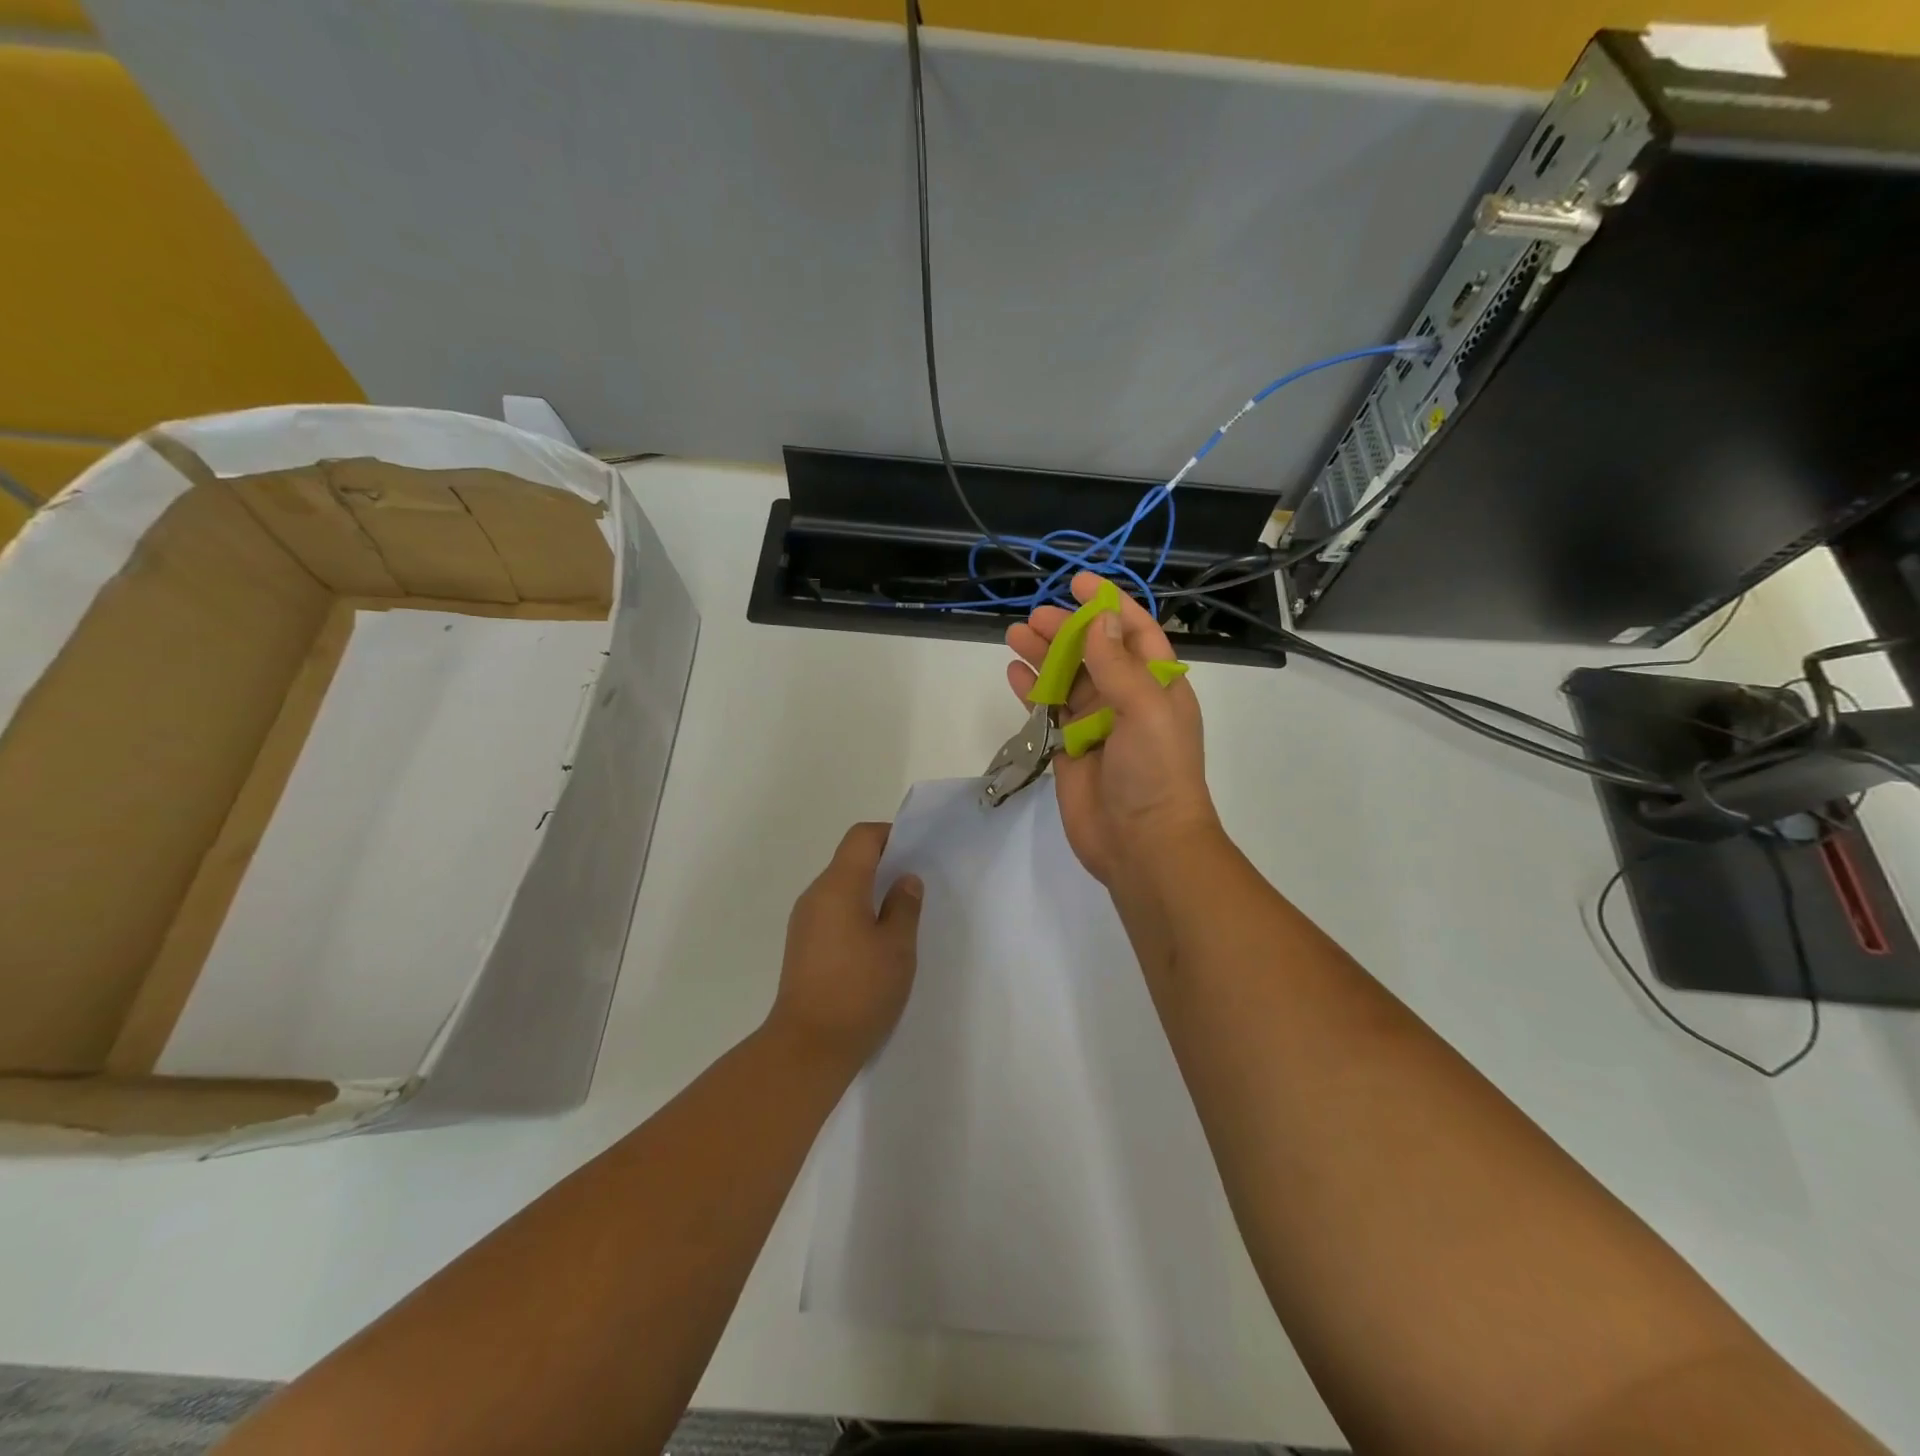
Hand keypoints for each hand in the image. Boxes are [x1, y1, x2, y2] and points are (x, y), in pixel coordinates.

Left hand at [768, 822, 922, 1068]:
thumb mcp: (897, 947)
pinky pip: (832, 913)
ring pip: (840, 888)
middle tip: (915, 888)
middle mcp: (815, 895)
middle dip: (883, 865)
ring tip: (899, 919)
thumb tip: (904, 879)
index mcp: (838, 886)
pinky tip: (875, 945)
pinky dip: (855, 914)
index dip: (890, 836)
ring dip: (869, 893)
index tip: (916, 853)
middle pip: (849, 861)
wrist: (808, 1047)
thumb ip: (904, 906)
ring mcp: (804, 922)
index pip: (861, 837)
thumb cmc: (859, 990)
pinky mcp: (801, 946)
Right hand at [1006, 572, 1218, 884]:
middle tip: (1035, 616)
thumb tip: (1100, 617)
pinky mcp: (1069, 749)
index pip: (1135, 631)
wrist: (1143, 843)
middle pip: (1094, 651)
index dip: (1109, 605)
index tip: (1078, 582)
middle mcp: (1127, 698)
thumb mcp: (1145, 708)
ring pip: (1067, 678)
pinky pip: (1049, 710)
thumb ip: (1118, 663)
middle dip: (1067, 629)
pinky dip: (1031, 690)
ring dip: (1043, 655)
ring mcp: (1096, 725)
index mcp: (1157, 684)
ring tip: (1015, 633)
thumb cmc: (1155, 771)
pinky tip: (1013, 672)